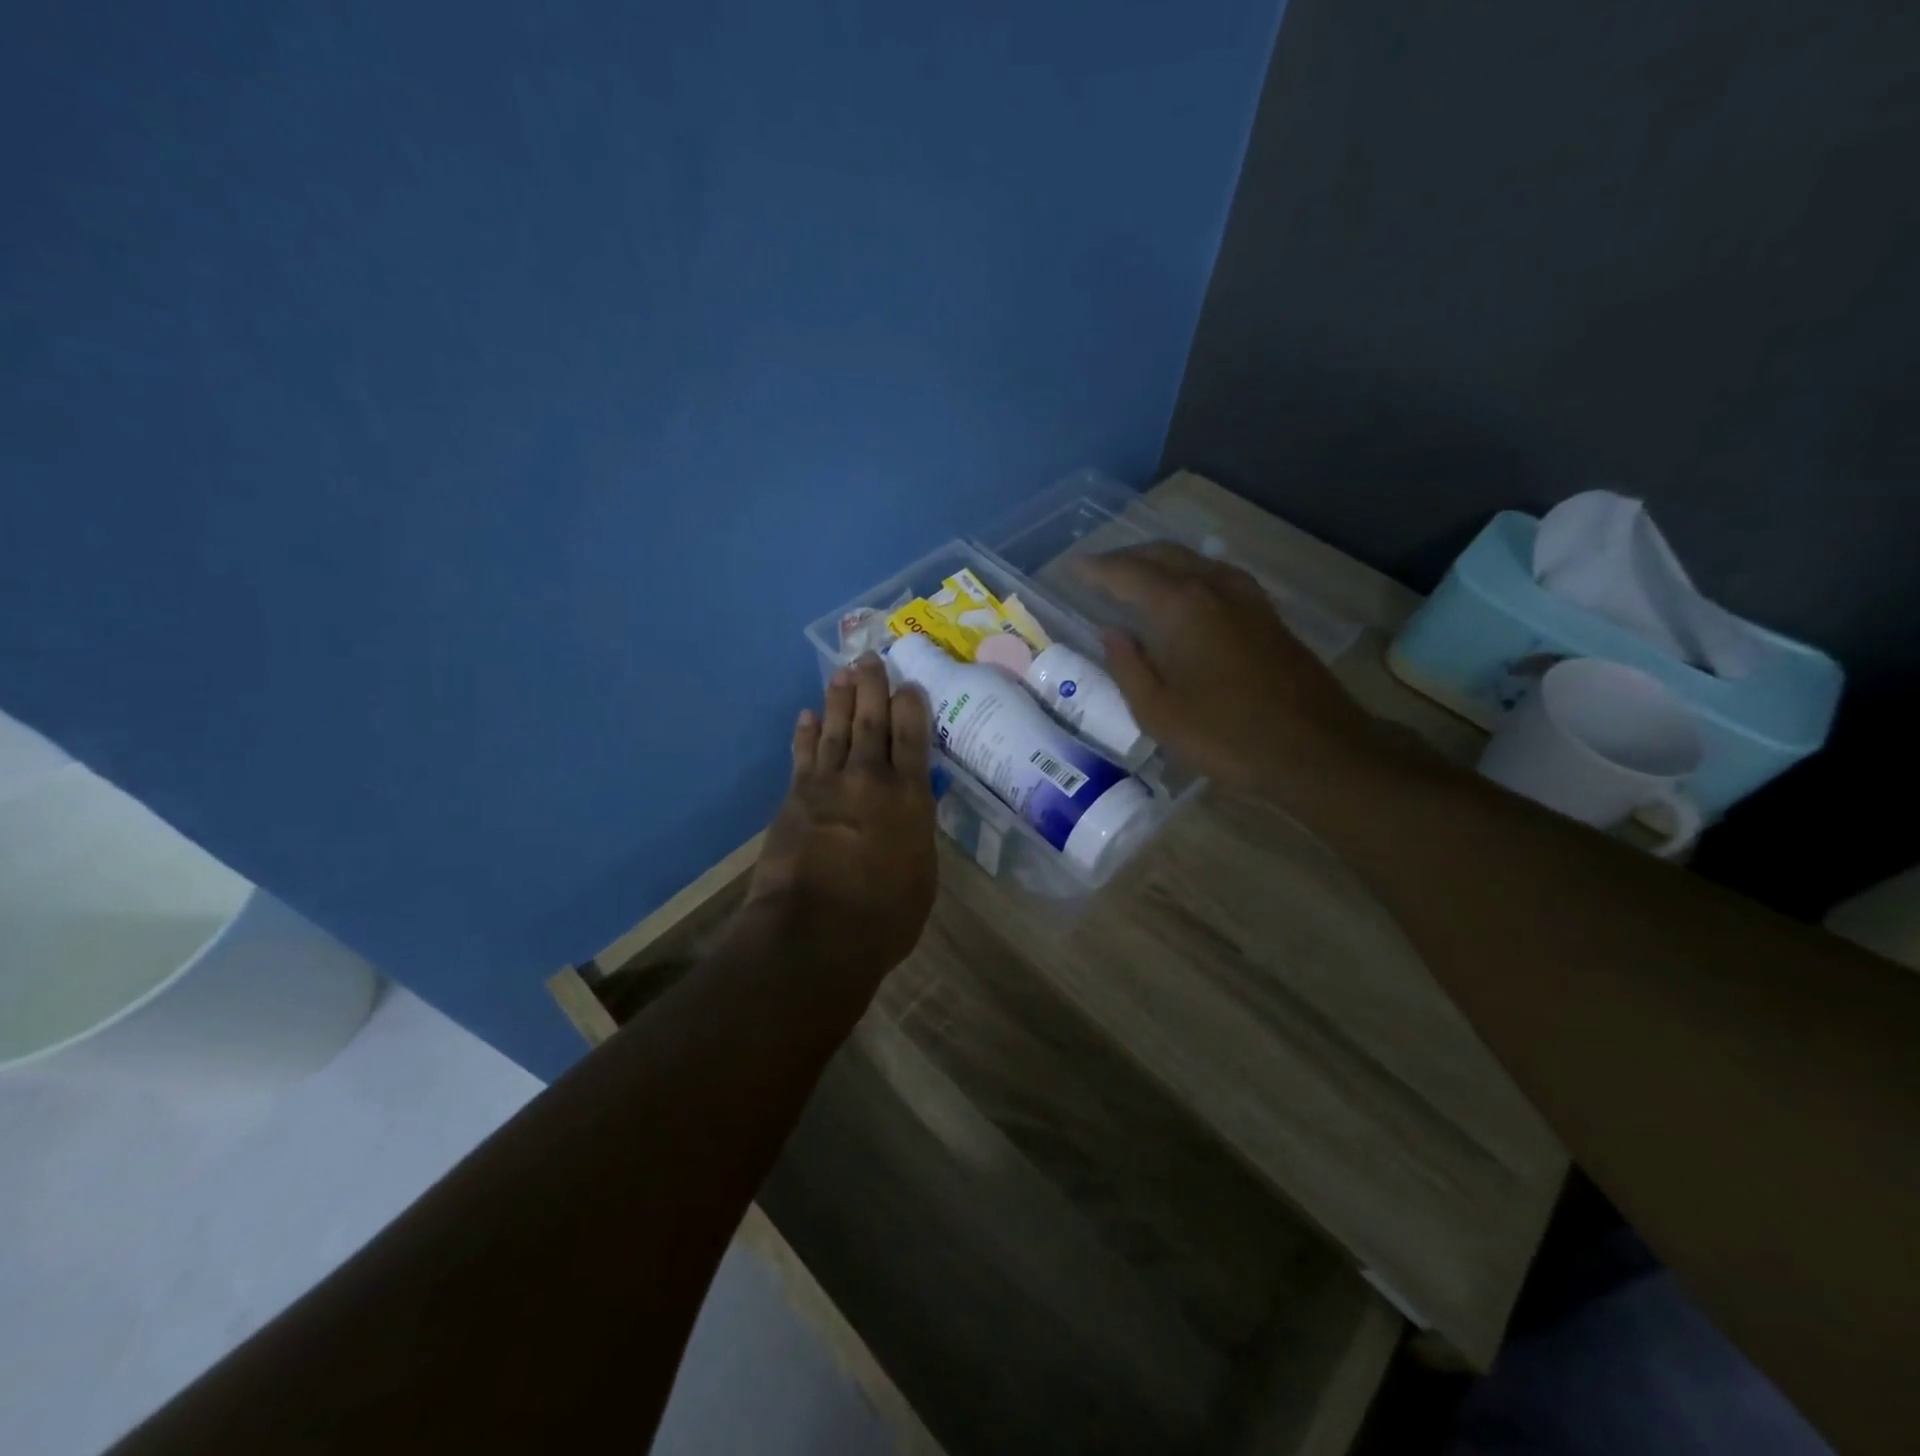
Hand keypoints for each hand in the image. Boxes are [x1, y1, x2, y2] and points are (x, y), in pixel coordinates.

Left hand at [745, 654, 938, 985]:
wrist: (814, 933)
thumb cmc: (884, 917)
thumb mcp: (921, 876)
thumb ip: (916, 834)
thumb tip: (910, 814)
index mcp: (910, 798)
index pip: (913, 738)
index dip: (911, 707)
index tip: (909, 684)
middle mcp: (870, 779)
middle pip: (872, 722)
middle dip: (873, 687)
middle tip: (871, 658)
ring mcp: (828, 785)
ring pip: (837, 729)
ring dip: (840, 699)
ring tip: (843, 672)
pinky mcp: (795, 798)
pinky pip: (803, 755)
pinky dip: (805, 733)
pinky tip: (807, 715)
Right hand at [1073, 543, 1374, 791]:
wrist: (1316, 749)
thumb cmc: (1226, 736)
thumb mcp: (1158, 713)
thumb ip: (1128, 667)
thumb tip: (1111, 633)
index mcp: (1180, 607)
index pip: (1126, 574)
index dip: (1095, 570)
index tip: (1072, 567)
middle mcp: (1213, 587)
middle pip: (1162, 555)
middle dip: (1125, 558)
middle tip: (1098, 570)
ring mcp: (1246, 597)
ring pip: (1193, 561)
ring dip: (1158, 562)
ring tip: (1134, 578)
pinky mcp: (1267, 614)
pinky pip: (1216, 576)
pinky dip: (1188, 575)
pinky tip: (1184, 595)